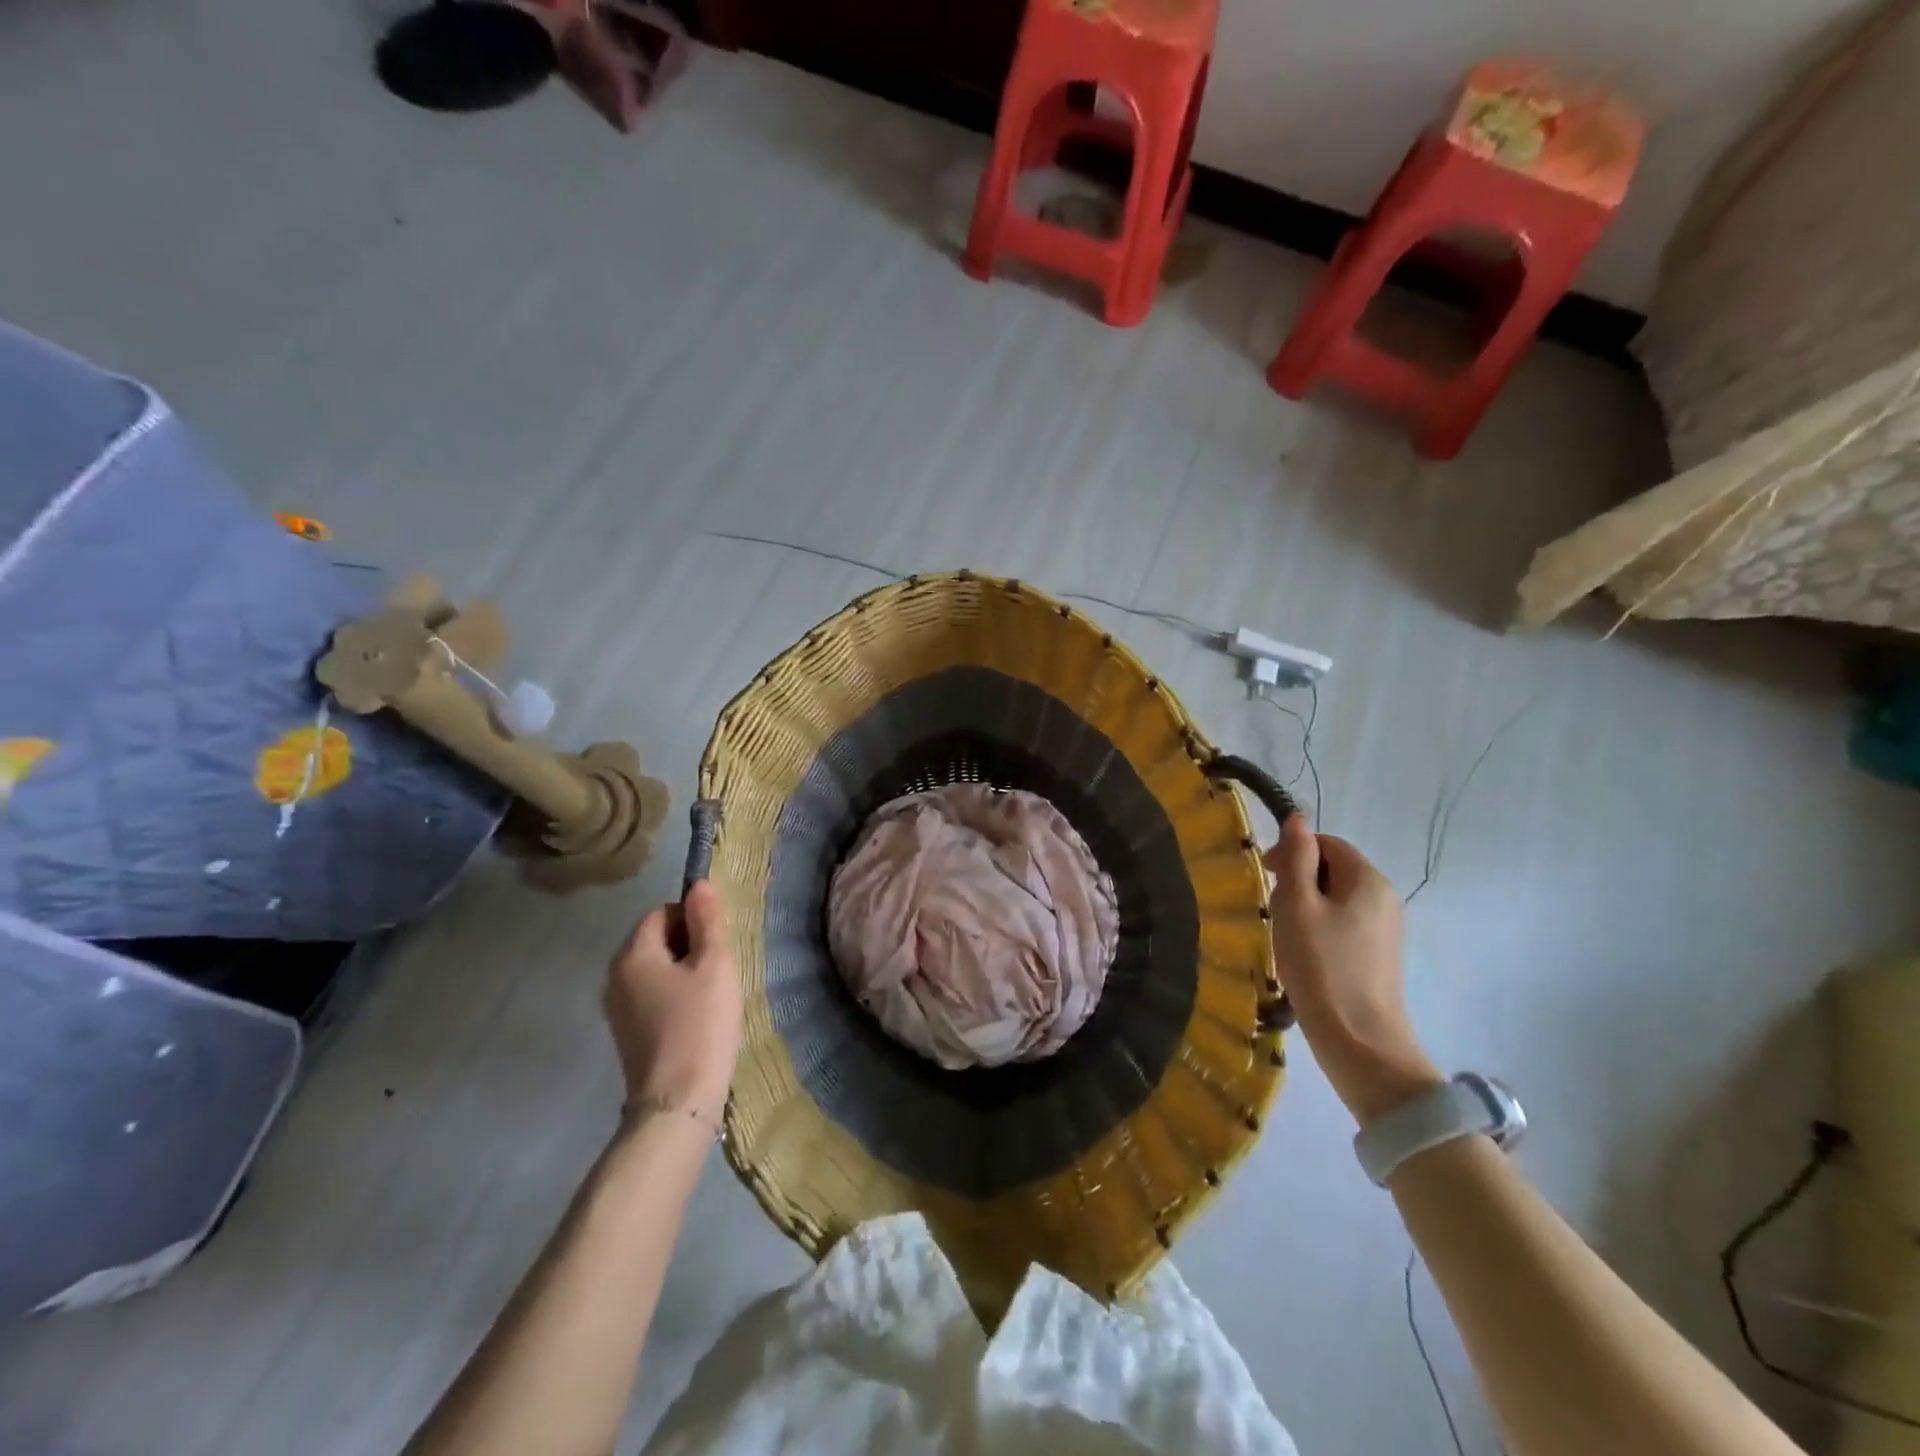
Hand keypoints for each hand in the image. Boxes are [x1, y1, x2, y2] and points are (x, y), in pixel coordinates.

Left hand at [604, 881, 742, 1125]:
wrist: (678, 1103)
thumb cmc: (700, 1025)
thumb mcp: (713, 965)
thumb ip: (707, 921)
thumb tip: (698, 884)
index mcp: (632, 955)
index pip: (662, 913)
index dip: (693, 919)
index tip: (718, 944)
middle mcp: (614, 977)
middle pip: (655, 940)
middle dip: (688, 945)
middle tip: (719, 968)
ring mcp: (617, 1008)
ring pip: (655, 970)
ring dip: (683, 972)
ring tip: (711, 994)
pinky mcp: (626, 1034)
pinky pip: (651, 996)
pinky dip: (673, 996)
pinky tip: (696, 1017)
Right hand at [1266, 815, 1441, 1125]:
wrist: (1359, 1041)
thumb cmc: (1321, 966)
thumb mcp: (1297, 905)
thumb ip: (1295, 858)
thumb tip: (1298, 818)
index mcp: (1368, 880)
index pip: (1327, 844)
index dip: (1293, 852)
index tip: (1265, 876)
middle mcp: (1384, 897)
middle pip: (1333, 870)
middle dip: (1298, 881)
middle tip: (1274, 910)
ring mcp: (1385, 929)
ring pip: (1336, 899)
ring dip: (1306, 907)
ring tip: (1285, 936)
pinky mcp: (1379, 956)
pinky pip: (1344, 925)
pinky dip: (1319, 930)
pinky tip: (1303, 955)